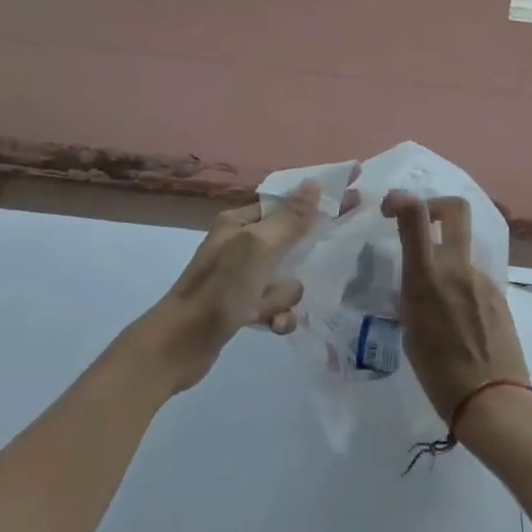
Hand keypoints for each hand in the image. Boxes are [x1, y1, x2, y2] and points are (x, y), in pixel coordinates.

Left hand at [133, 183, 320, 394]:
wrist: (177, 347)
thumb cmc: (218, 290)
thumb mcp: (256, 248)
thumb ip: (289, 219)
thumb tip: (314, 184)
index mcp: (240, 222)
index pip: (288, 201)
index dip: (321, 197)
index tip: (354, 188)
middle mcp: (241, 244)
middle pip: (291, 238)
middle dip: (307, 250)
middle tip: (341, 245)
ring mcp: (241, 277)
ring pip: (287, 277)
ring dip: (285, 293)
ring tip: (268, 306)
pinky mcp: (243, 307)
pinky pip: (276, 304)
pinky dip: (277, 314)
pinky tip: (270, 326)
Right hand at [383, 192, 529, 432]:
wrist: (493, 400)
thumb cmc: (439, 374)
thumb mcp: (410, 330)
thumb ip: (412, 295)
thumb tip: (415, 281)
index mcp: (427, 277)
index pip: (416, 214)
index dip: (401, 199)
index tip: (390, 207)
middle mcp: (457, 267)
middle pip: (455, 208)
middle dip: (436, 205)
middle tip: (422, 222)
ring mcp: (482, 278)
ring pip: (462, 249)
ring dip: (447, 258)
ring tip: (437, 300)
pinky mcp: (499, 294)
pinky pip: (474, 277)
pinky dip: (461, 285)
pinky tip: (458, 319)